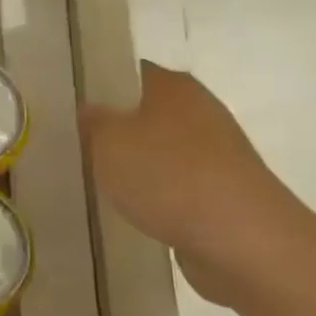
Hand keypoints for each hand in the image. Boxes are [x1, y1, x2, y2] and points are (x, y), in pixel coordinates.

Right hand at [83, 61, 315, 304]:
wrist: (246, 243)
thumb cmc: (170, 177)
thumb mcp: (108, 143)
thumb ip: (92, 122)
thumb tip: (89, 111)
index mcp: (173, 85)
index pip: (127, 73)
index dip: (98, 87)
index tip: (68, 108)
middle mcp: (199, 110)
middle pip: (144, 114)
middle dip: (115, 131)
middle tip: (75, 147)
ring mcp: (216, 155)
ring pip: (161, 153)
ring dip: (137, 168)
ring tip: (98, 184)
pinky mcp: (224, 195)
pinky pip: (178, 189)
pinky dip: (158, 200)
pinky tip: (134, 215)